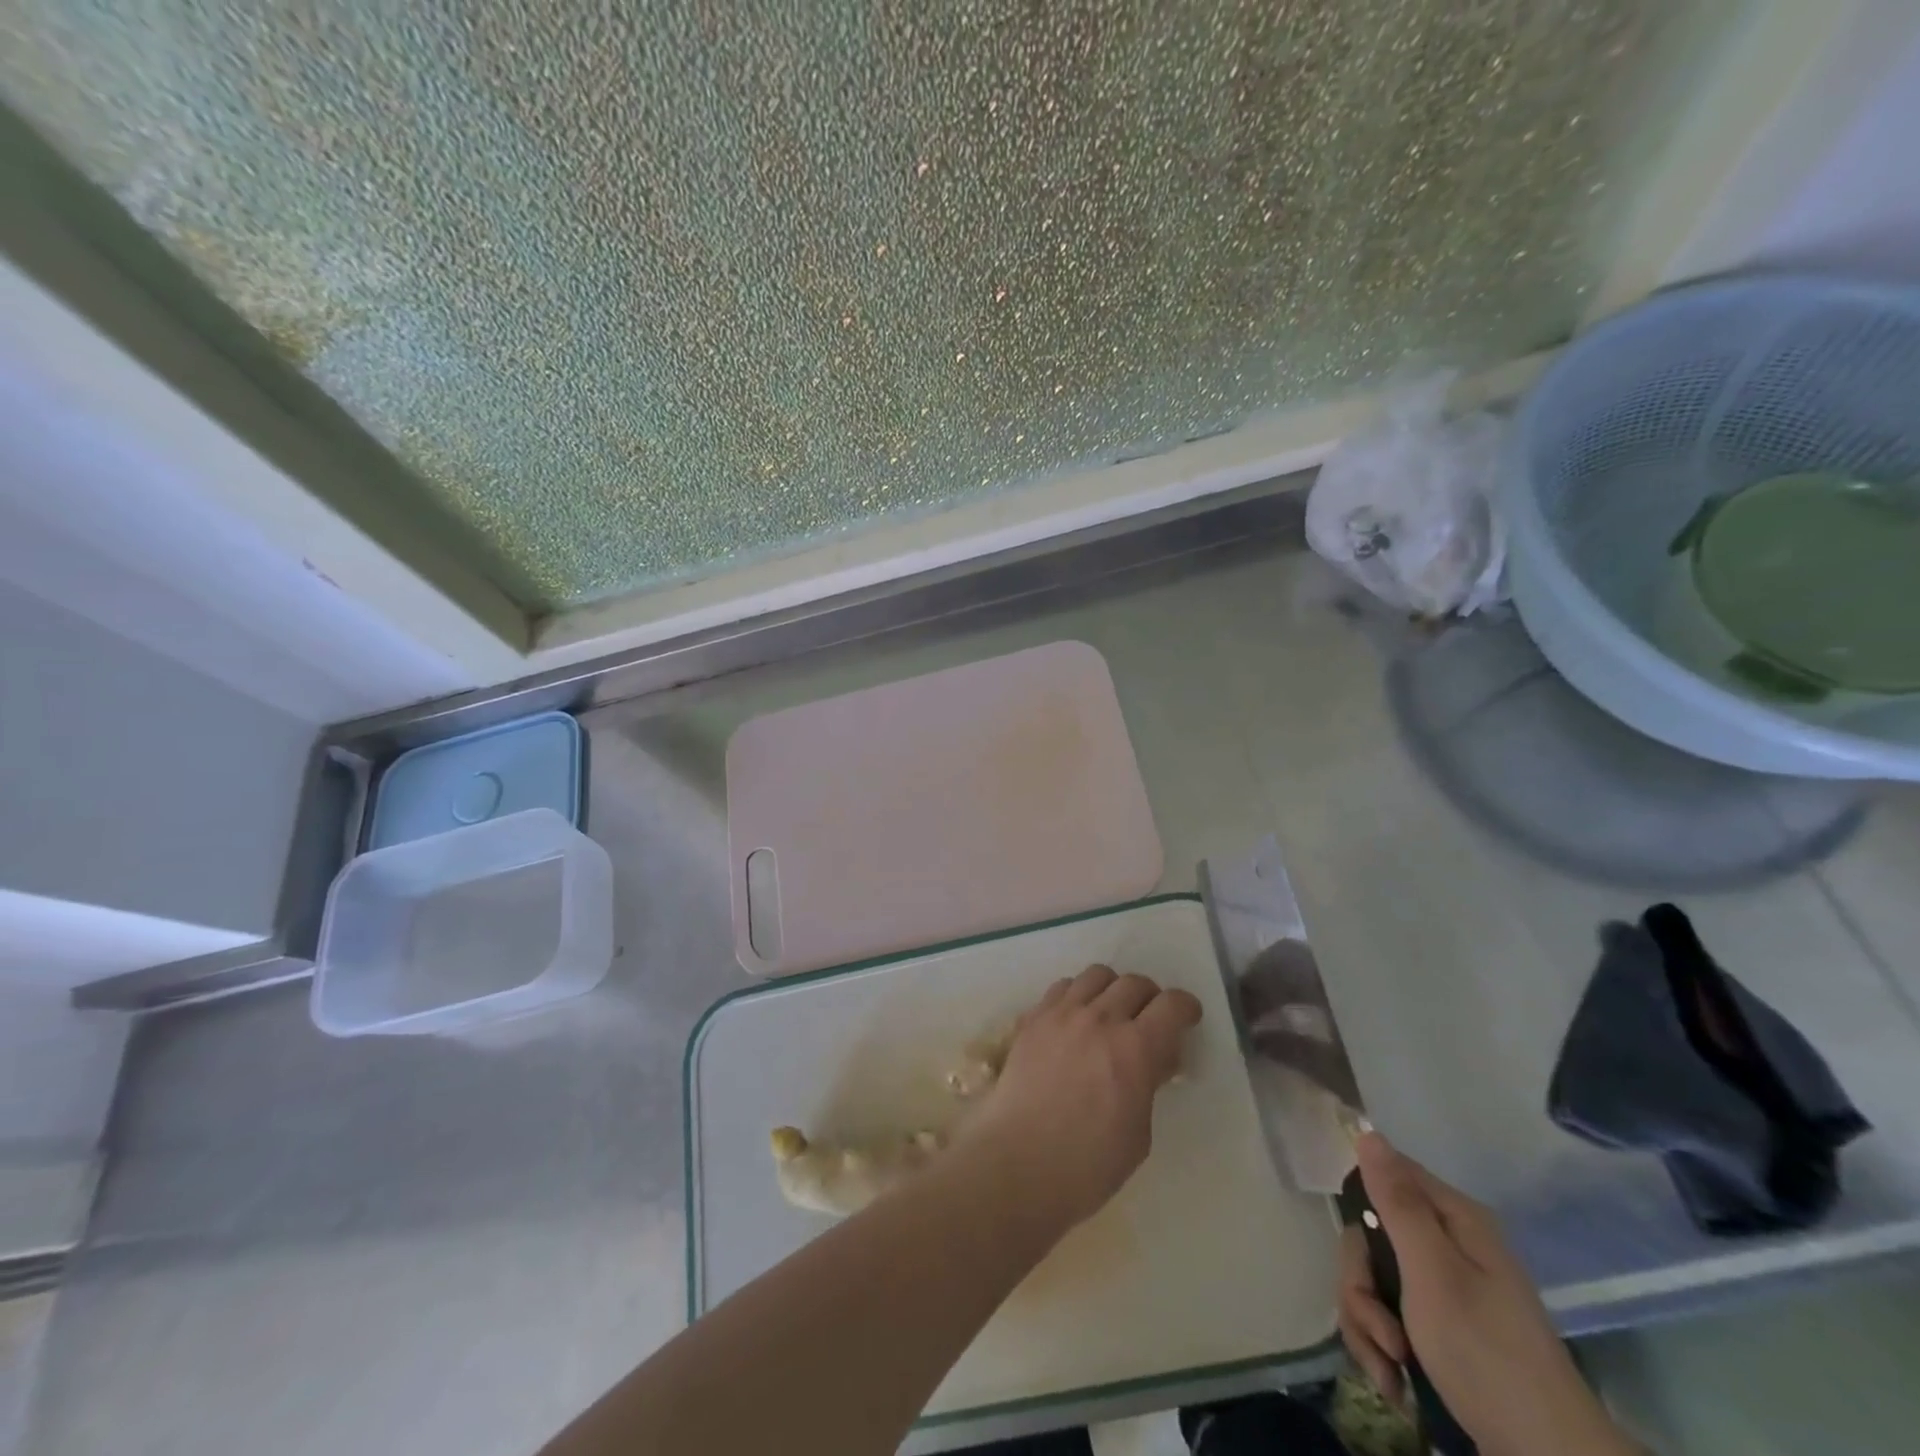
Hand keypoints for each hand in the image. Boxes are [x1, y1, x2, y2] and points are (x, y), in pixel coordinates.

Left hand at [954, 965, 1200, 1235]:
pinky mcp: (1032, 1018)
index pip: (1171, 1005)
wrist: (1017, 1163)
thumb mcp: (1139, 1133)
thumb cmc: (1087, 1165)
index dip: (1185, 1008)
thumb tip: (1152, 1059)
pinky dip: (1076, 996)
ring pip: (1096, 975)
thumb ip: (1148, 1084)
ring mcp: (1061, 1014)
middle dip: (1150, 998)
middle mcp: (1099, 1019)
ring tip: (1110, 1014)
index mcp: (1135, 1049)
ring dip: (1112, 990)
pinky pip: (1062, 988)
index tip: (1187, 1018)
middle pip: (1134, 983)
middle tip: (1149, 1020)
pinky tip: (1074, 1021)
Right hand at [1347, 1133, 1635, 1455]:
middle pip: (1370, 1236)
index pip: (1385, 1177)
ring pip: (1371, 1280)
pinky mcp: (1436, 1327)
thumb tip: (1368, 1132)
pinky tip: (1394, 1381)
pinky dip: (1380, 1348)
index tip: (1362, 1256)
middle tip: (1381, 1330)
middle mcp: (1447, 1244)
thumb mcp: (1433, 1273)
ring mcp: (1442, 1288)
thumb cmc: (1487, 1354)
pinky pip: (1384, 1315)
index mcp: (1454, 1220)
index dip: (1361, 1208)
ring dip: (1367, 1325)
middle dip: (1361, 1287)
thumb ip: (1397, 1203)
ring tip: (1391, 1366)